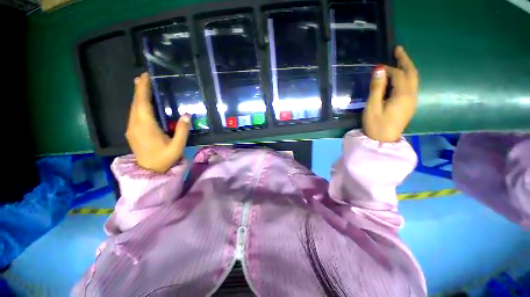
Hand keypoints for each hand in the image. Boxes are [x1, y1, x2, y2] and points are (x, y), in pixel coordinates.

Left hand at [125, 72, 190, 172]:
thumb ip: (182, 131)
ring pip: (132, 108)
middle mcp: (135, 125)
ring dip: (137, 96)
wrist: (149, 171)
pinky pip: (133, 114)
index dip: (142, 89)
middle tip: (144, 77)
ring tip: (142, 86)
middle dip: (139, 89)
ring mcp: (131, 128)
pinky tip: (141, 103)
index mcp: (146, 127)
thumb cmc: (164, 159)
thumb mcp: (177, 146)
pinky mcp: (131, 132)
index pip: (142, 103)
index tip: (145, 77)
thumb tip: (187, 115)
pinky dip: (137, 105)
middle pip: (135, 103)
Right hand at [362, 46, 418, 141]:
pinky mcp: (409, 104)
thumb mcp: (372, 106)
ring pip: (413, 79)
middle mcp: (412, 95)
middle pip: (412, 73)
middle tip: (398, 49)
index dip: (388, 69)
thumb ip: (376, 88)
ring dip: (407, 67)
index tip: (377, 67)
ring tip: (399, 59)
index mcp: (403, 95)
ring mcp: (412, 100)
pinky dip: (406, 77)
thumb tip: (378, 70)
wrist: (383, 140)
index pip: (398, 75)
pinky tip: (399, 76)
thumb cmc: (376, 124)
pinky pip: (411, 86)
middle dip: (405, 60)